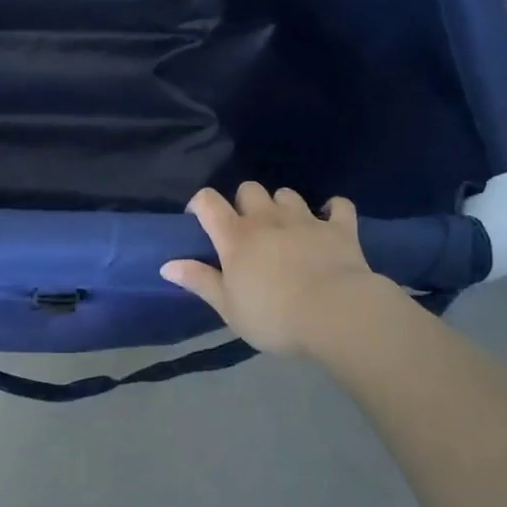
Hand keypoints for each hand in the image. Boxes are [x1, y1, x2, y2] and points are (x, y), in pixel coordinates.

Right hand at [161, 183, 389, 355]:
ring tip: (286, 228)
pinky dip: (333, 210)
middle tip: (248, 230)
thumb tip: (166, 264)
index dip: (200, 204)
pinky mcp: (340, 228)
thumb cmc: (274, 317)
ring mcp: (305, 220)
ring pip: (287, 194)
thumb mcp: (229, 308)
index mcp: (236, 236)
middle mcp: (267, 219)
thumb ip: (200, 281)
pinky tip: (330, 221)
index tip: (199, 220)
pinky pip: (339, 206)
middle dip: (245, 203)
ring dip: (283, 206)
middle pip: (249, 189)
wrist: (336, 314)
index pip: (208, 201)